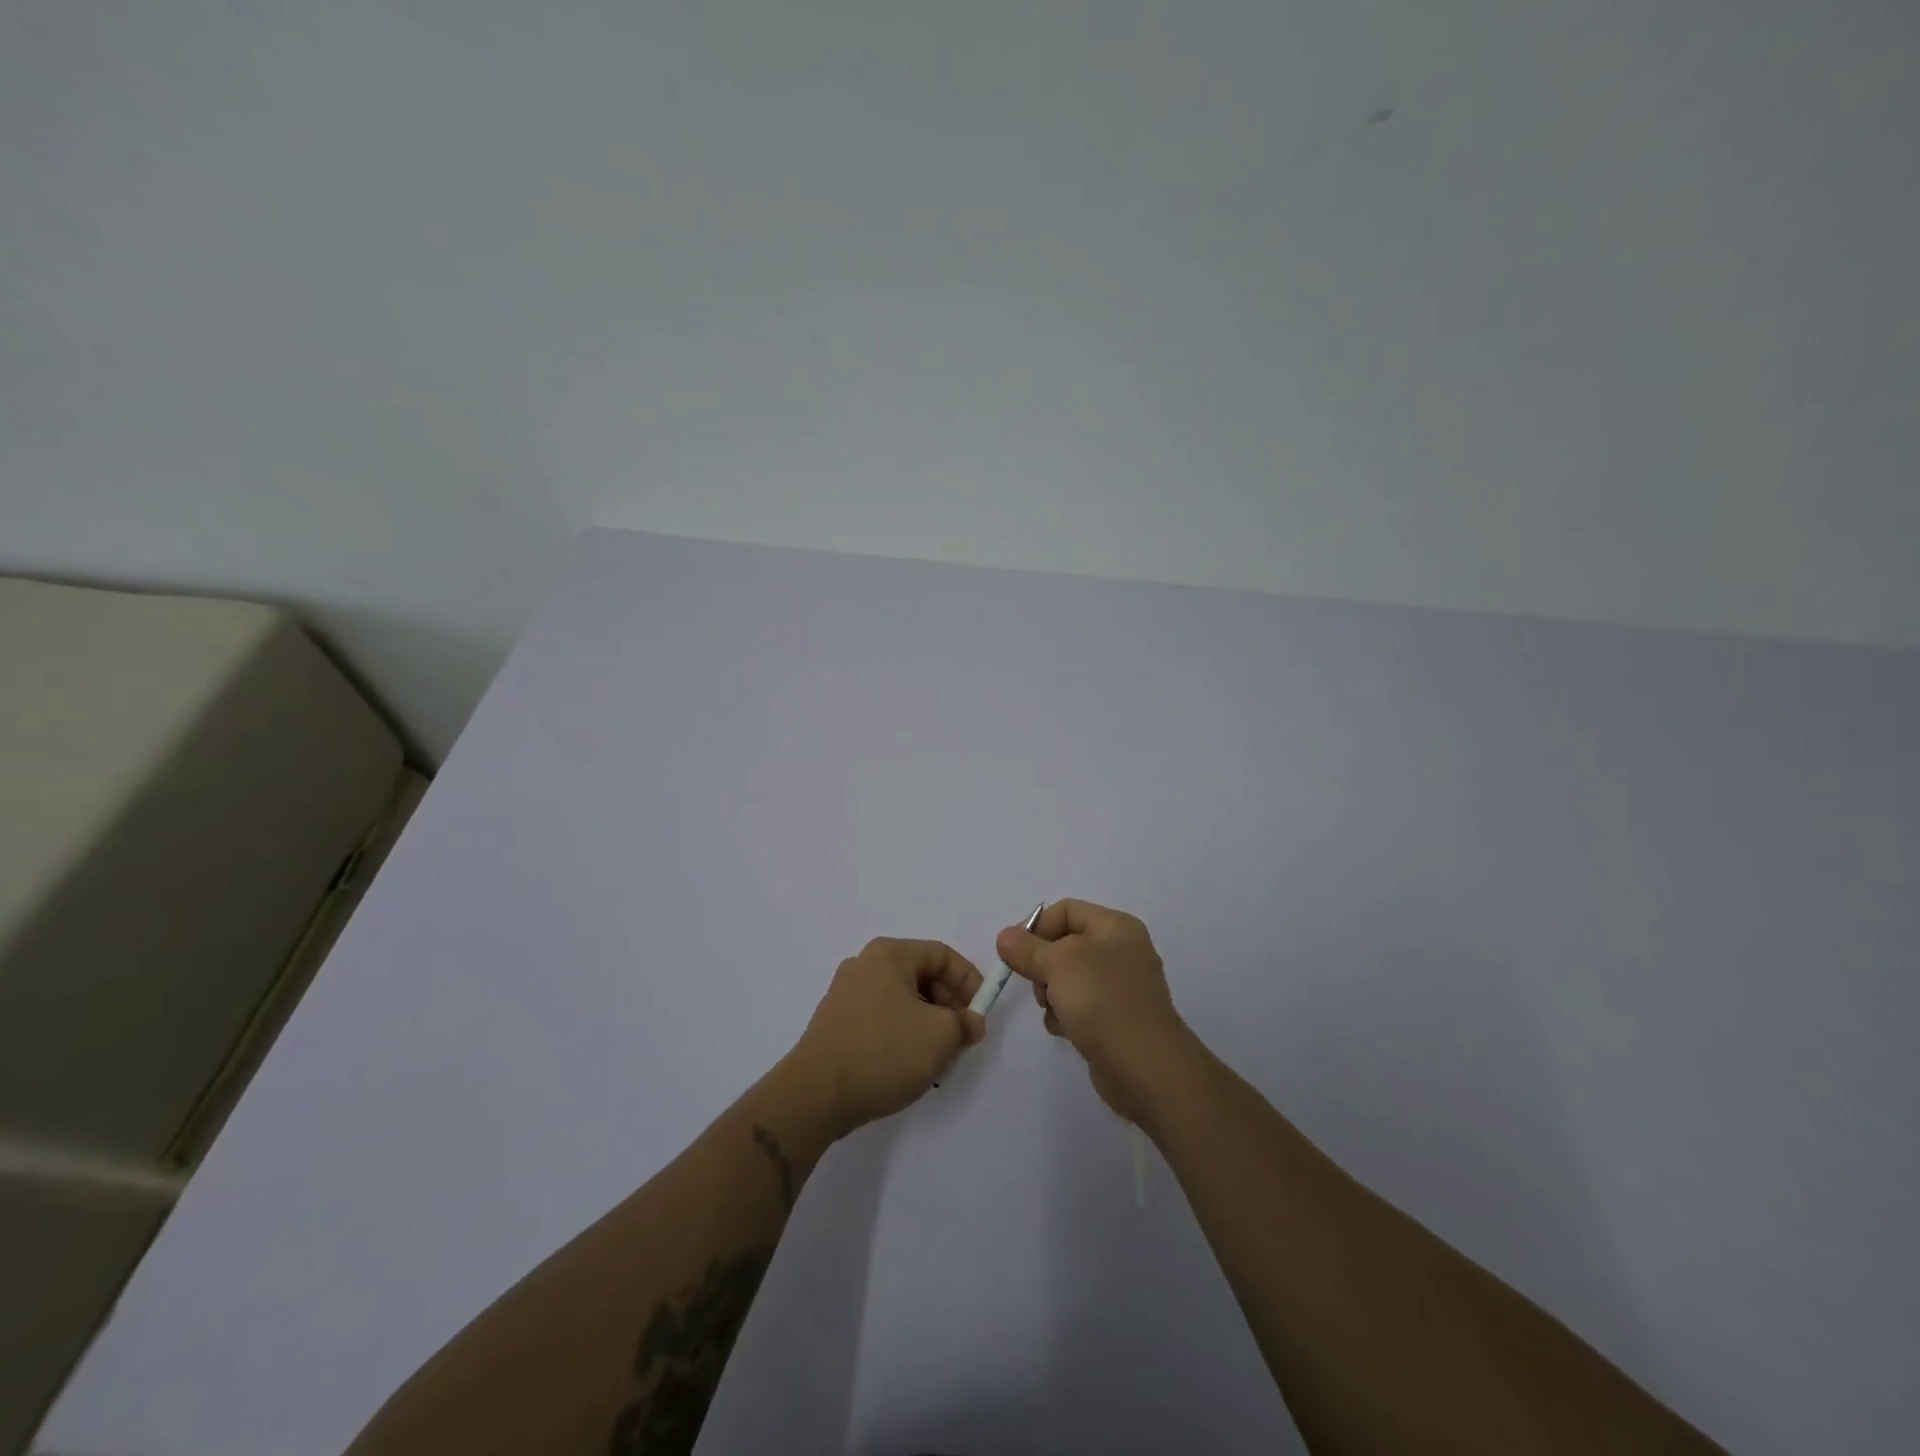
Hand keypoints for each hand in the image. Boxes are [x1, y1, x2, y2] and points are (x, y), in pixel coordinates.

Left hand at [788, 938, 986, 1137]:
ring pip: (902, 999)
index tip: (981, 1013)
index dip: (969, 980)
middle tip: (962, 1037)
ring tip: (938, 1057)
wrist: (815, 1095)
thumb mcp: (940, 1036)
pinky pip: (881, 1018)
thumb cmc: (883, 1052)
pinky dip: (902, 1034)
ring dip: (927, 1023)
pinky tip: (908, 1065)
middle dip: (948, 1004)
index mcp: (889, 954)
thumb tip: (970, 1022)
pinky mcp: (836, 1023)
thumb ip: (964, 1024)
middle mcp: (864, 965)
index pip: (942, 954)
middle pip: (921, 975)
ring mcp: (846, 994)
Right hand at [995, 900, 1196, 1121]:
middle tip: (1038, 986)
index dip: (1037, 927)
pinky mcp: (1115, 1018)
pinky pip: (1080, 1005)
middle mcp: (1121, 951)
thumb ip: (1027, 948)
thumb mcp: (1058, 964)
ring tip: (1054, 1011)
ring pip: (1068, 978)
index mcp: (1115, 927)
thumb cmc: (1102, 1001)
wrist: (1144, 1066)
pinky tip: (1065, 1030)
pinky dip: (1066, 1015)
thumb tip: (1005, 937)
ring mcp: (1120, 986)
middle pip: (1065, 945)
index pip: (1066, 910)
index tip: (1014, 953)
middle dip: (1043, 965)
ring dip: (1051, 993)